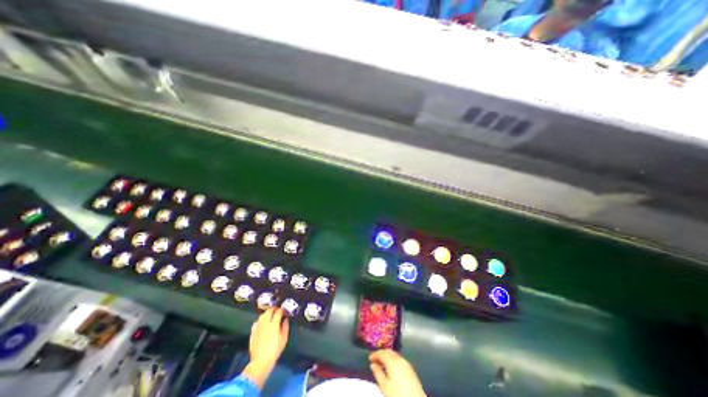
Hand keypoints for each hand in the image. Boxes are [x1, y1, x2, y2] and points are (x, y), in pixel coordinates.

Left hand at [248, 307, 286, 368]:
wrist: (261, 361)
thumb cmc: (275, 350)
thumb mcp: (284, 338)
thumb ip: (285, 326)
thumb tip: (285, 319)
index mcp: (274, 324)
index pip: (278, 312)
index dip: (282, 309)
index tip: (284, 310)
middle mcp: (265, 323)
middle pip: (269, 311)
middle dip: (274, 309)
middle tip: (278, 310)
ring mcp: (258, 328)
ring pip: (262, 315)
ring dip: (267, 313)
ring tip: (270, 314)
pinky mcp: (253, 333)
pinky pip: (256, 323)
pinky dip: (260, 320)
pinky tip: (262, 323)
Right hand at [371, 350, 425, 396]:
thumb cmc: (398, 394)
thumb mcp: (385, 386)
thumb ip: (378, 373)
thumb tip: (373, 365)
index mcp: (392, 361)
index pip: (382, 353)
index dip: (375, 354)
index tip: (369, 358)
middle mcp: (399, 359)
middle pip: (389, 351)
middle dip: (381, 353)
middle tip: (375, 359)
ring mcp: (406, 363)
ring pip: (394, 354)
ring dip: (387, 356)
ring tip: (381, 363)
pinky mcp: (410, 368)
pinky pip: (399, 359)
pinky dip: (393, 360)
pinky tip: (390, 367)